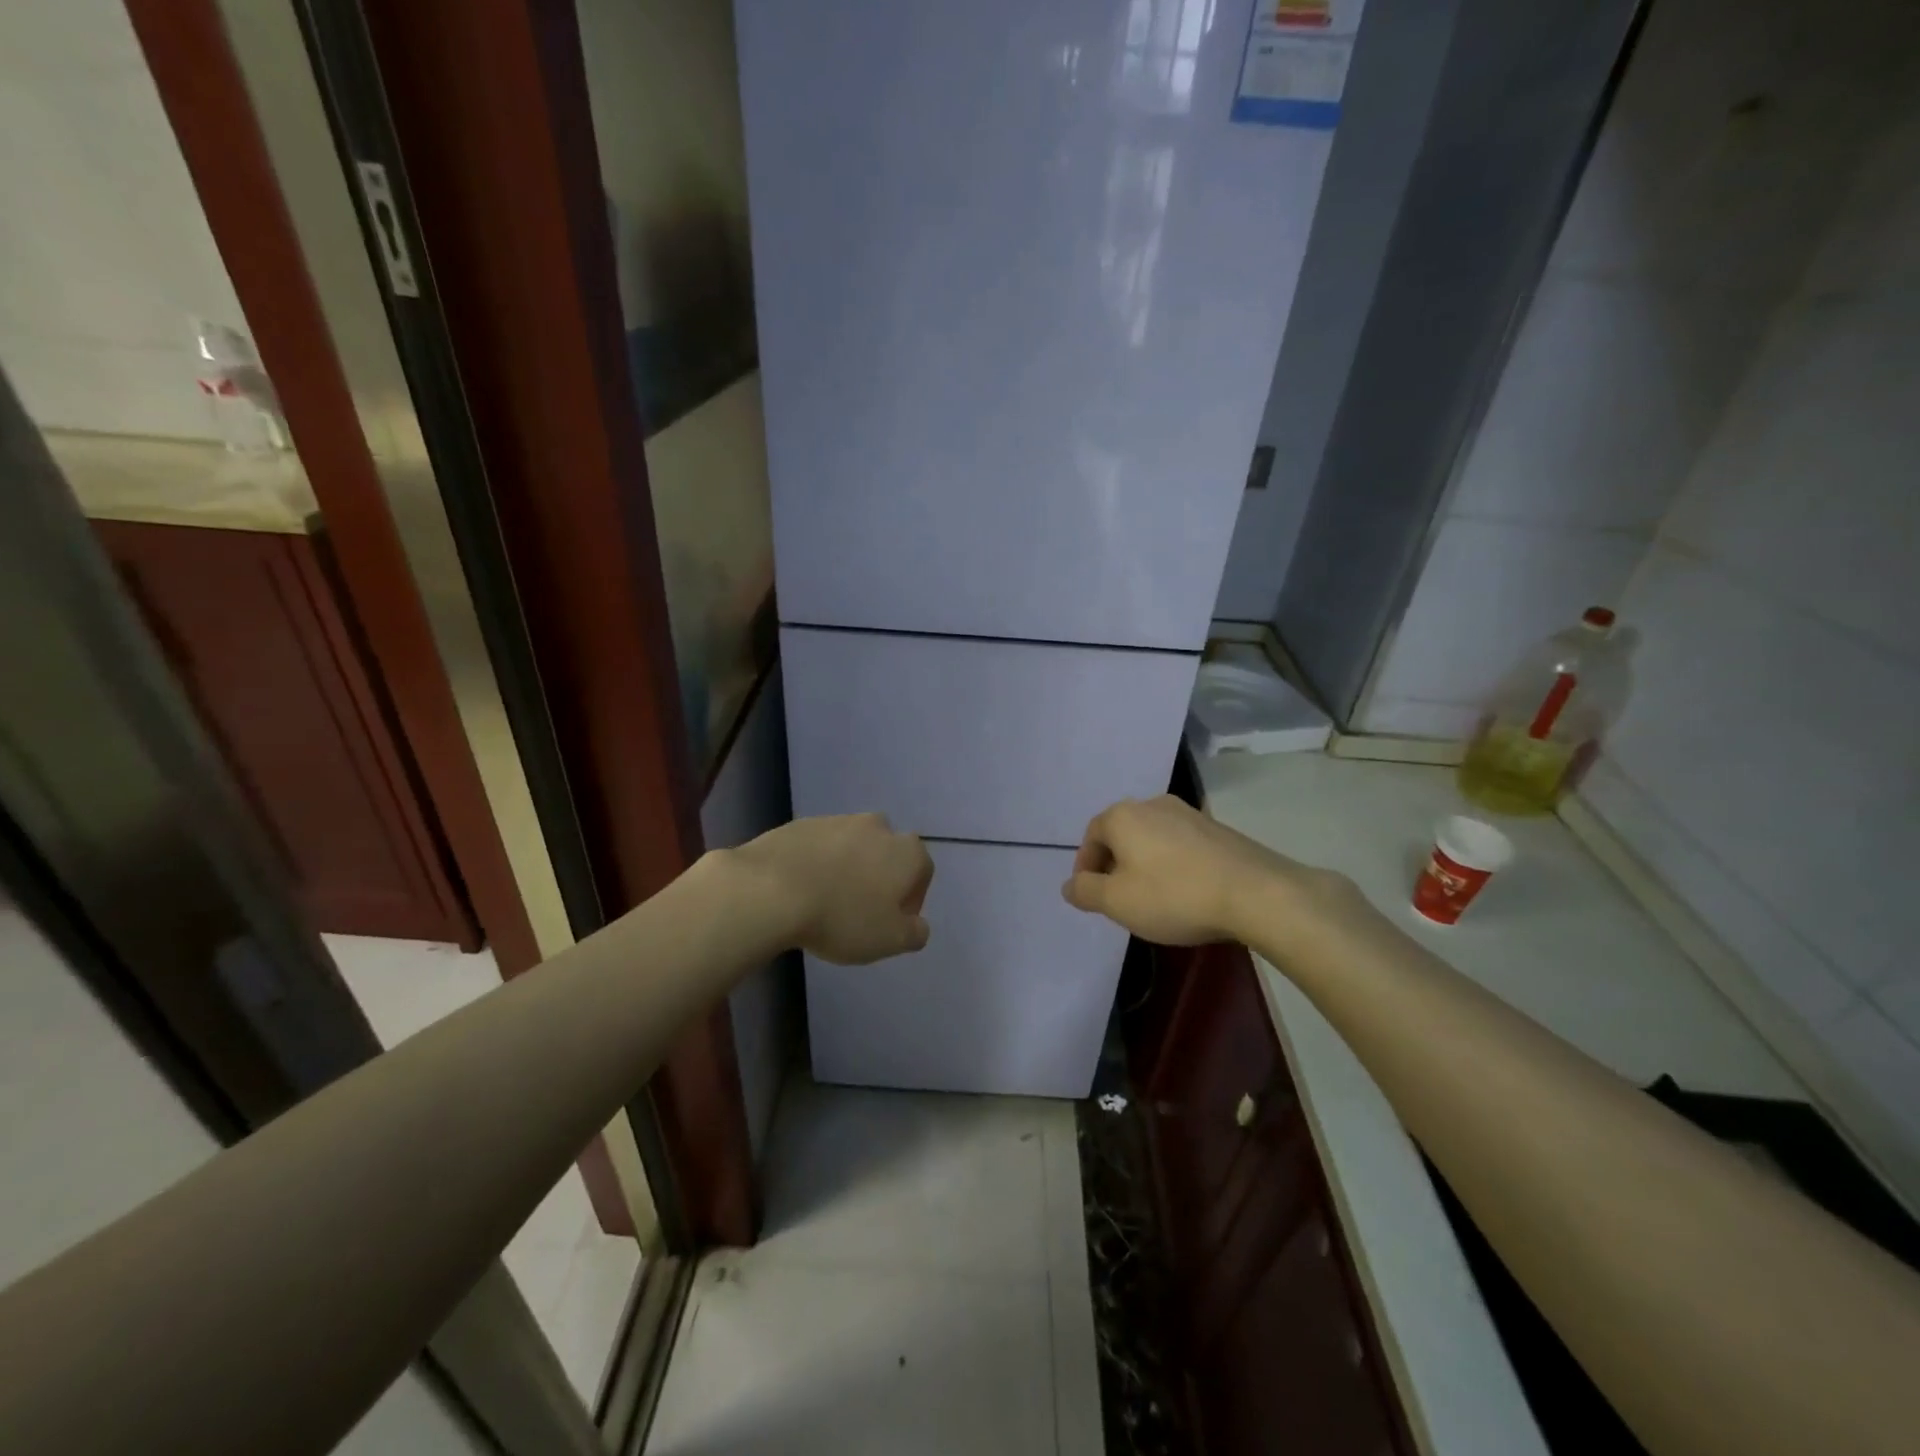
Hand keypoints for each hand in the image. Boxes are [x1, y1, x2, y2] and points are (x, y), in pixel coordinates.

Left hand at [730, 813, 934, 963]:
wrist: (771, 889)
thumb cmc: (842, 917)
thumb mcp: (889, 940)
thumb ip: (915, 933)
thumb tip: (918, 925)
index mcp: (906, 852)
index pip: (922, 872)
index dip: (910, 900)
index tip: (891, 923)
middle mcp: (878, 827)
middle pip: (887, 854)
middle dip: (879, 878)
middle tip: (860, 911)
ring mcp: (838, 821)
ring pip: (852, 847)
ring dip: (847, 869)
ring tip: (826, 902)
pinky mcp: (802, 824)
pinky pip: (819, 846)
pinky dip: (817, 863)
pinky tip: (801, 890)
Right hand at [1061, 795, 1327, 945]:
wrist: (1256, 893)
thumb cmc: (1173, 895)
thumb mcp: (1117, 902)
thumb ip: (1086, 891)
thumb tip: (1069, 884)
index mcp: (1123, 816)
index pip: (1091, 835)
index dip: (1086, 865)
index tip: (1092, 894)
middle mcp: (1154, 804)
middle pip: (1122, 833)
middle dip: (1115, 864)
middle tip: (1119, 898)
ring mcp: (1190, 814)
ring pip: (1153, 838)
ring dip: (1145, 864)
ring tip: (1153, 898)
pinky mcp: (1219, 829)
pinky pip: (1181, 845)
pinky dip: (1173, 864)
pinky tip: (1186, 892)